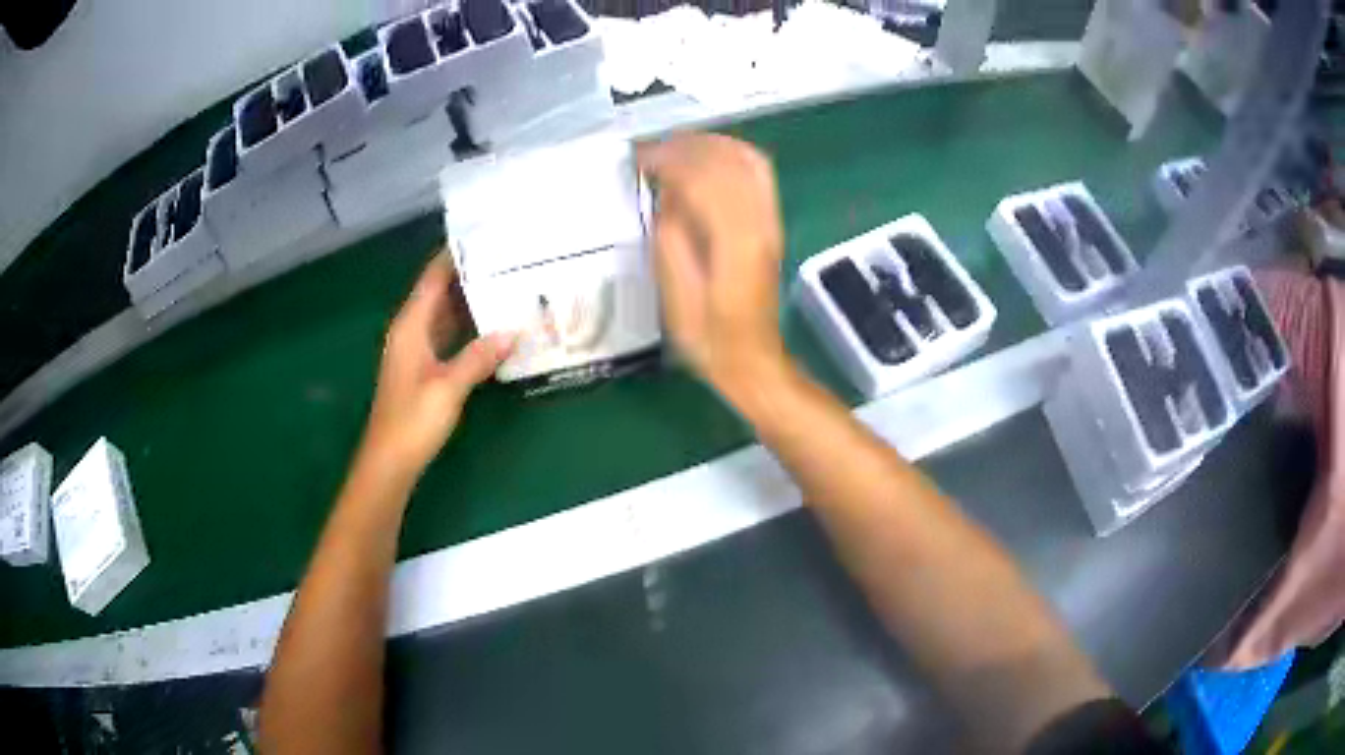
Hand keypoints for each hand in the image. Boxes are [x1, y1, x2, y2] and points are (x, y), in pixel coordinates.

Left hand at [360, 252, 513, 483]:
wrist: (389, 462)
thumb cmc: (412, 421)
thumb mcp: (448, 387)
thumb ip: (479, 357)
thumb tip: (512, 331)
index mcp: (411, 326)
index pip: (433, 278)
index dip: (454, 256)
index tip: (484, 236)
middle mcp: (411, 331)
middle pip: (440, 292)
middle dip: (469, 275)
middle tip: (507, 260)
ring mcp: (417, 351)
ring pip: (446, 315)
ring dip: (470, 302)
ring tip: (506, 285)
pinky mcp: (424, 369)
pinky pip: (448, 336)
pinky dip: (468, 328)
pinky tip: (493, 328)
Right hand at [639, 133, 788, 398]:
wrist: (753, 359)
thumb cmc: (709, 337)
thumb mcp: (676, 293)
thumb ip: (671, 236)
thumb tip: (666, 193)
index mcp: (734, 241)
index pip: (701, 178)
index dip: (667, 160)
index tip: (637, 158)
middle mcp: (760, 221)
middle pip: (725, 161)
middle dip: (685, 147)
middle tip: (649, 150)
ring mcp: (771, 220)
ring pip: (746, 160)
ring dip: (709, 145)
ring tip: (673, 148)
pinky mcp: (773, 223)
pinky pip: (758, 173)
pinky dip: (731, 155)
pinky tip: (707, 157)